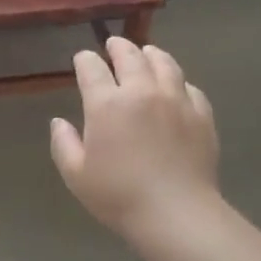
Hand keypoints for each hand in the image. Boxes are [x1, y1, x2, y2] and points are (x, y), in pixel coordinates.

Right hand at [50, 37, 221, 235]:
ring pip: (164, 63)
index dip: (84, 60)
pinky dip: (178, 82)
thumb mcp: (76, 175)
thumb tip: (59, 122)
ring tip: (147, 53)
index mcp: (106, 103)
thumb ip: (63, 144)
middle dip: (117, 47)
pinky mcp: (201, 114)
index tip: (81, 61)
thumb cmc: (119, 196)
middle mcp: (141, 91)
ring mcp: (175, 100)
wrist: (178, 215)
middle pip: (129, 55)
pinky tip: (176, 87)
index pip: (91, 67)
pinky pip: (189, 87)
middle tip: (113, 45)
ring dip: (151, 54)